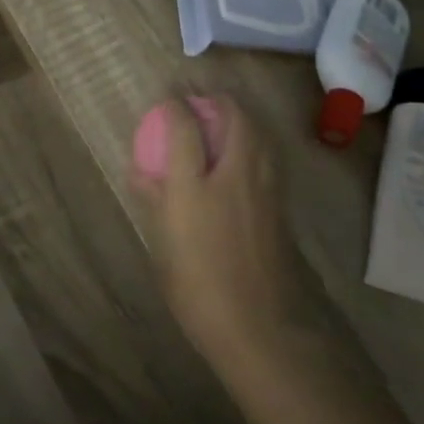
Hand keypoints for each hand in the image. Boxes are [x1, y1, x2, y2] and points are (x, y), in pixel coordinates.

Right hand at [138, 96, 324, 376]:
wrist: (260, 326)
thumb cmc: (198, 291)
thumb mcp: (163, 248)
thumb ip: (155, 203)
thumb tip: (142, 173)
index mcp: (194, 187)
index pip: (184, 128)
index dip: (174, 105)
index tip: (167, 97)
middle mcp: (233, 176)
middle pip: (235, 117)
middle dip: (218, 100)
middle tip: (202, 100)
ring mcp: (264, 188)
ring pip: (259, 133)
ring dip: (242, 117)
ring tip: (226, 119)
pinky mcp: (281, 204)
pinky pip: (268, 156)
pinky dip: (255, 141)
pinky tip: (246, 155)